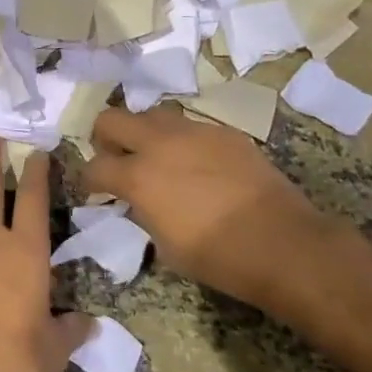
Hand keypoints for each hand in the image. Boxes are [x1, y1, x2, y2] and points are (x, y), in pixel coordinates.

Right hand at [82, 106, 333, 304]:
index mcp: (138, 176)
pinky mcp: (222, 131)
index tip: (95, 191)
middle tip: (116, 159)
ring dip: (144, 132)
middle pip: (112, 118)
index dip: (88, 180)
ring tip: (157, 156)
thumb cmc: (219, 258)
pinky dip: (182, 141)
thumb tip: (137, 202)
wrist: (282, 242)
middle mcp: (159, 143)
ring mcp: (193, 131)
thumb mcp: (165, 246)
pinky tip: (198, 164)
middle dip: (105, 138)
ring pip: (152, 114)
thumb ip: (143, 213)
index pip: (94, 166)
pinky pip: (190, 126)